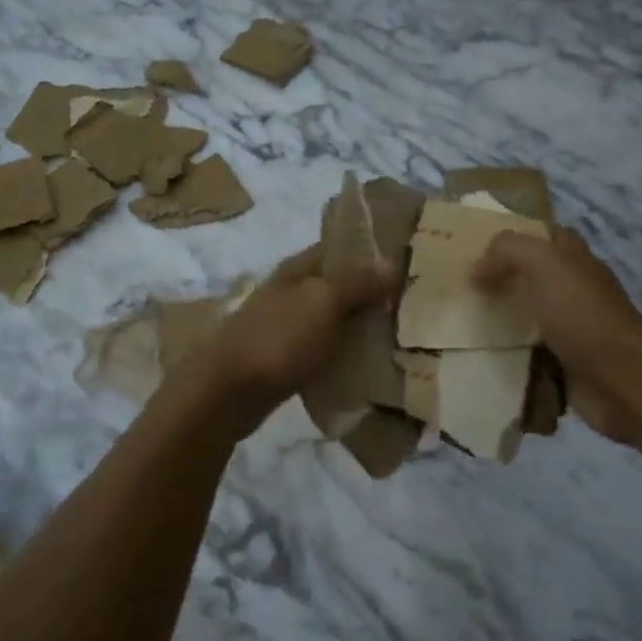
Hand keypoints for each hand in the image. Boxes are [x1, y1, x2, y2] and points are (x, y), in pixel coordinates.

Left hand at [178, 245, 396, 415]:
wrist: (226, 393)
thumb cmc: (278, 339)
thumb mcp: (323, 302)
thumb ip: (357, 282)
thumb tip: (391, 262)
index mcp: (298, 269)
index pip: (340, 247)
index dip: (372, 251)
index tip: (409, 261)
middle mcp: (291, 292)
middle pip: (339, 285)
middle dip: (372, 292)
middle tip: (414, 304)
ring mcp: (286, 326)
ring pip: (333, 319)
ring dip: (360, 326)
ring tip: (401, 336)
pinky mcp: (285, 359)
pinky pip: (324, 349)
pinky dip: (344, 354)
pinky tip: (369, 366)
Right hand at [473, 227, 641, 445]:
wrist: (619, 379)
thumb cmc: (582, 312)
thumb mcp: (544, 263)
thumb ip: (508, 251)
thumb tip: (477, 269)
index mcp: (575, 260)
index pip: (546, 235)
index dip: (517, 234)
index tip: (479, 243)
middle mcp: (575, 290)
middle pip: (533, 276)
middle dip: (502, 278)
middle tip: (461, 284)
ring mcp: (572, 328)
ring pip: (529, 316)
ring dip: (501, 319)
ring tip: (461, 320)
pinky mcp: (564, 364)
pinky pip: (529, 354)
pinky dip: (509, 355)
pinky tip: (481, 355)